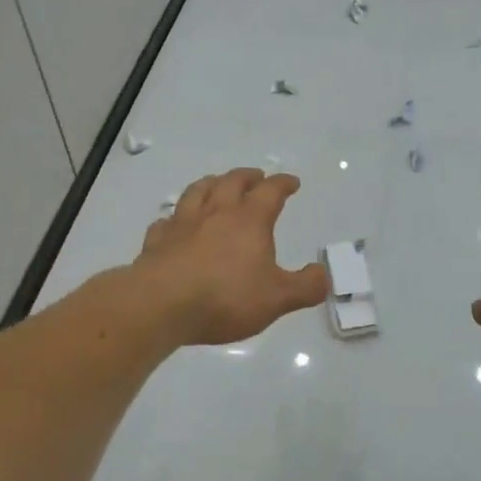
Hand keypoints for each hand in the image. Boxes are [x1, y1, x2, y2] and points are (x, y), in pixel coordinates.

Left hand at [135, 168, 328, 345]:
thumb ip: (305, 287)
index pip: (270, 191)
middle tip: (256, 176)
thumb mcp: (277, 298)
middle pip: (232, 182)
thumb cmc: (225, 297)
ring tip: (217, 184)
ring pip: (197, 192)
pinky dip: (175, 218)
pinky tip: (175, 223)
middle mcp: (216, 213)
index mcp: (249, 220)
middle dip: (247, 176)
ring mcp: (183, 224)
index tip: (291, 182)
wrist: (160, 305)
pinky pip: (166, 221)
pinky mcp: (157, 242)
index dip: (283, 184)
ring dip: (211, 184)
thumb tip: (323, 275)